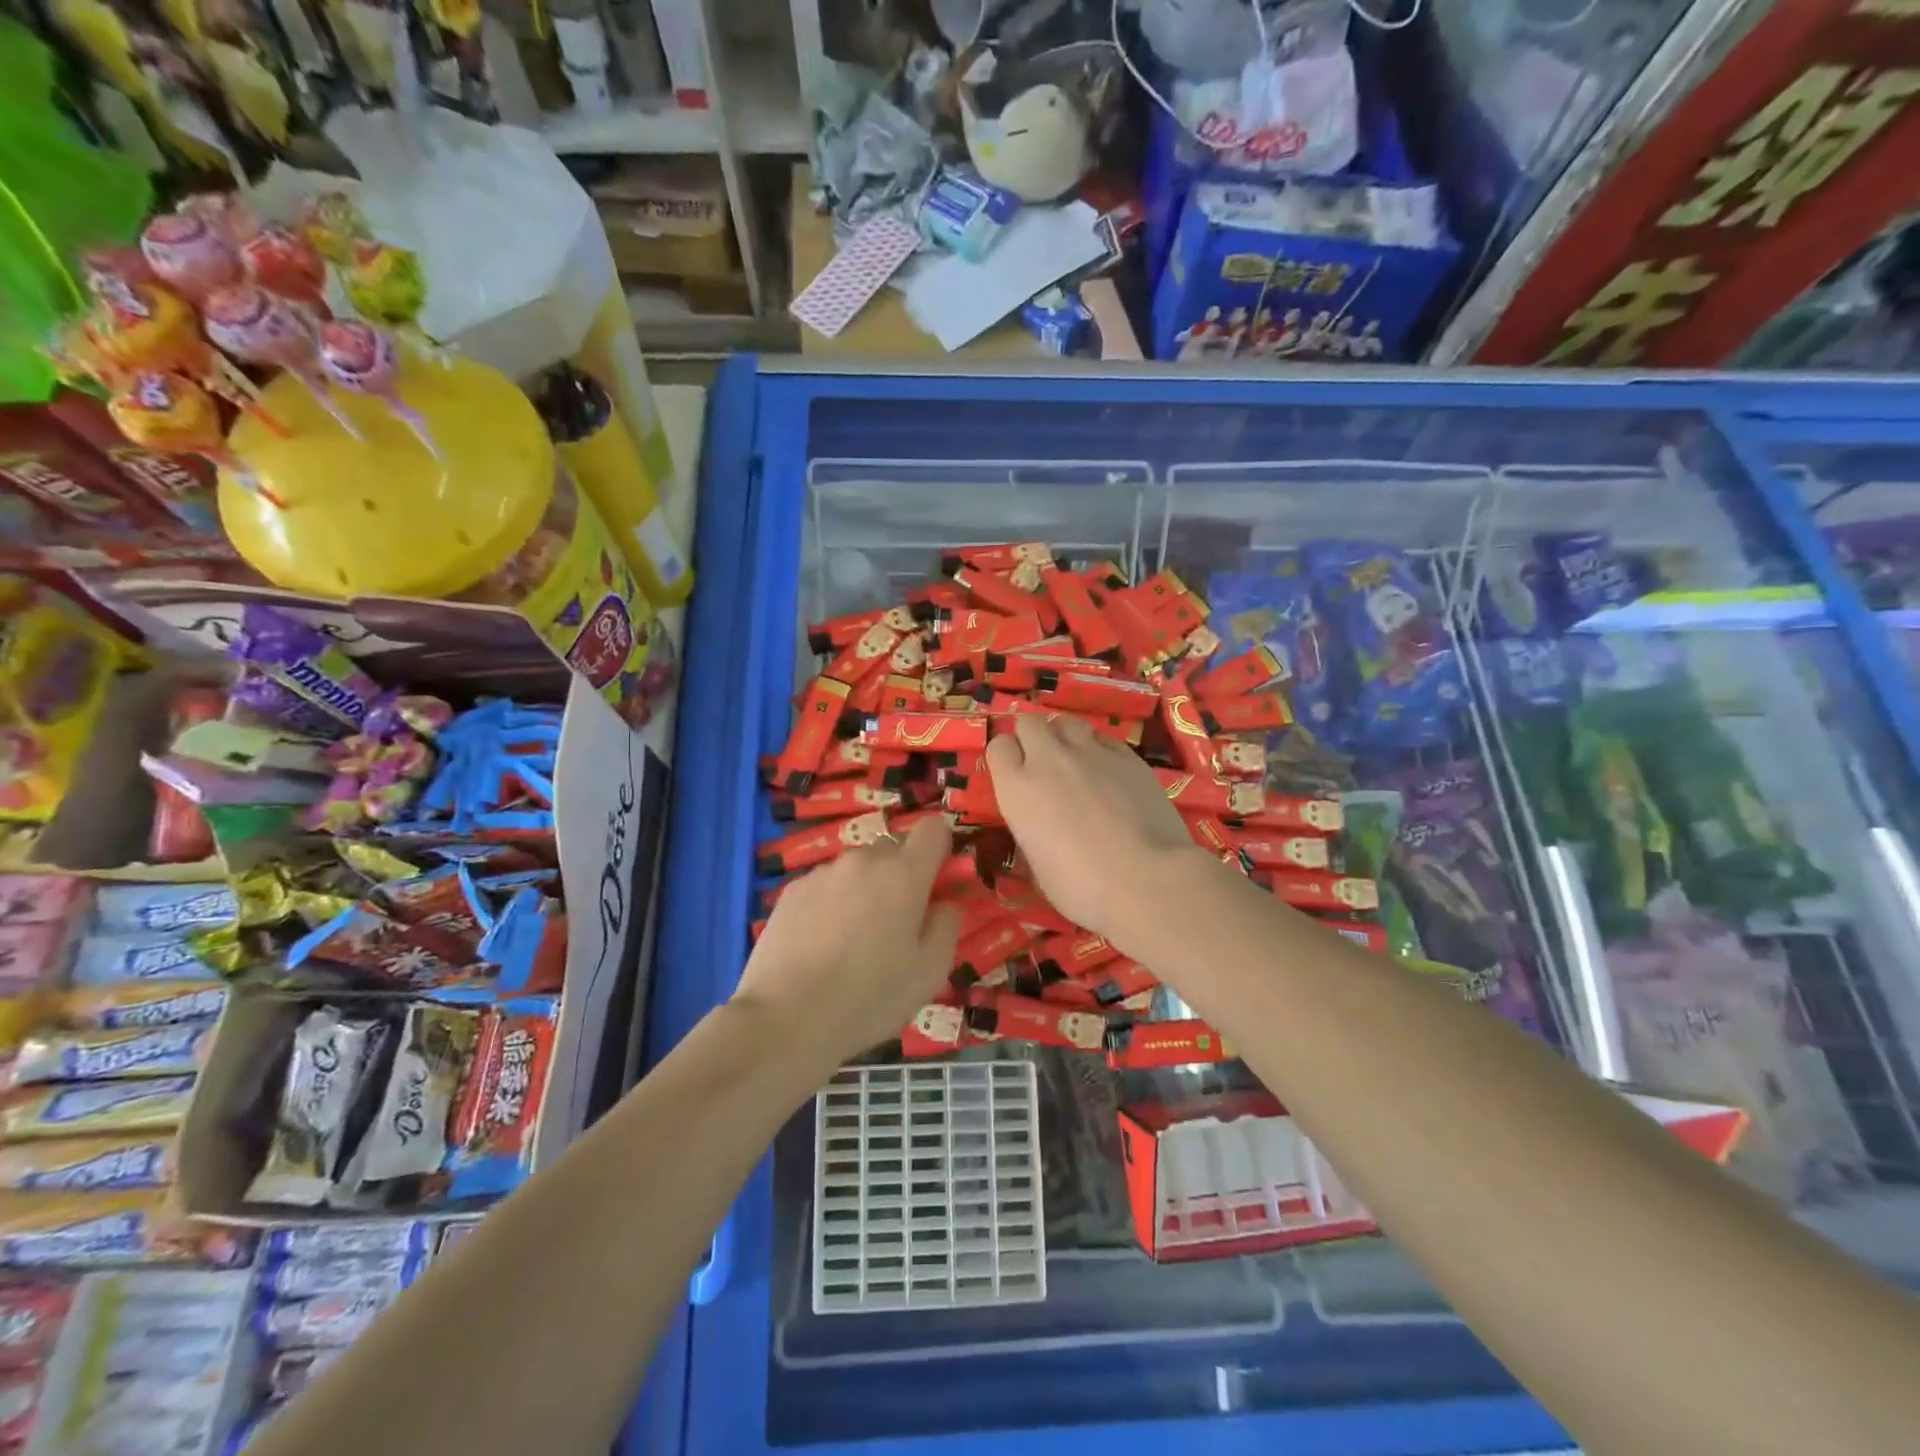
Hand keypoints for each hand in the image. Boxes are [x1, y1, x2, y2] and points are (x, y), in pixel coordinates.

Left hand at [730, 815, 961, 1069]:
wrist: (786, 1018)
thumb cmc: (870, 997)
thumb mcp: (930, 973)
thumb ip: (947, 926)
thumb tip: (944, 903)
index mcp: (904, 874)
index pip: (933, 829)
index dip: (940, 849)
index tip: (937, 882)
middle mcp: (863, 860)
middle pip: (893, 849)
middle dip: (901, 876)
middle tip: (895, 924)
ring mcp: (823, 873)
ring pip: (857, 869)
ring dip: (864, 890)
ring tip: (852, 940)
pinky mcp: (791, 890)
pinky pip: (825, 885)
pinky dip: (831, 903)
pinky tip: (821, 944)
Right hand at [985, 714, 1206, 943]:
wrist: (1146, 881)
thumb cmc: (1081, 889)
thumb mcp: (1038, 866)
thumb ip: (1031, 831)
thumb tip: (1039, 827)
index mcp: (1018, 789)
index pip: (999, 746)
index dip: (1006, 757)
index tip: (1014, 774)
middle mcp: (1049, 760)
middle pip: (1030, 722)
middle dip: (1031, 736)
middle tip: (1041, 763)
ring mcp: (1091, 753)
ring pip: (1067, 722)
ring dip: (1064, 736)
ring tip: (1074, 760)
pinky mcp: (1128, 756)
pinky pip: (1103, 738)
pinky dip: (1099, 748)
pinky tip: (1108, 771)